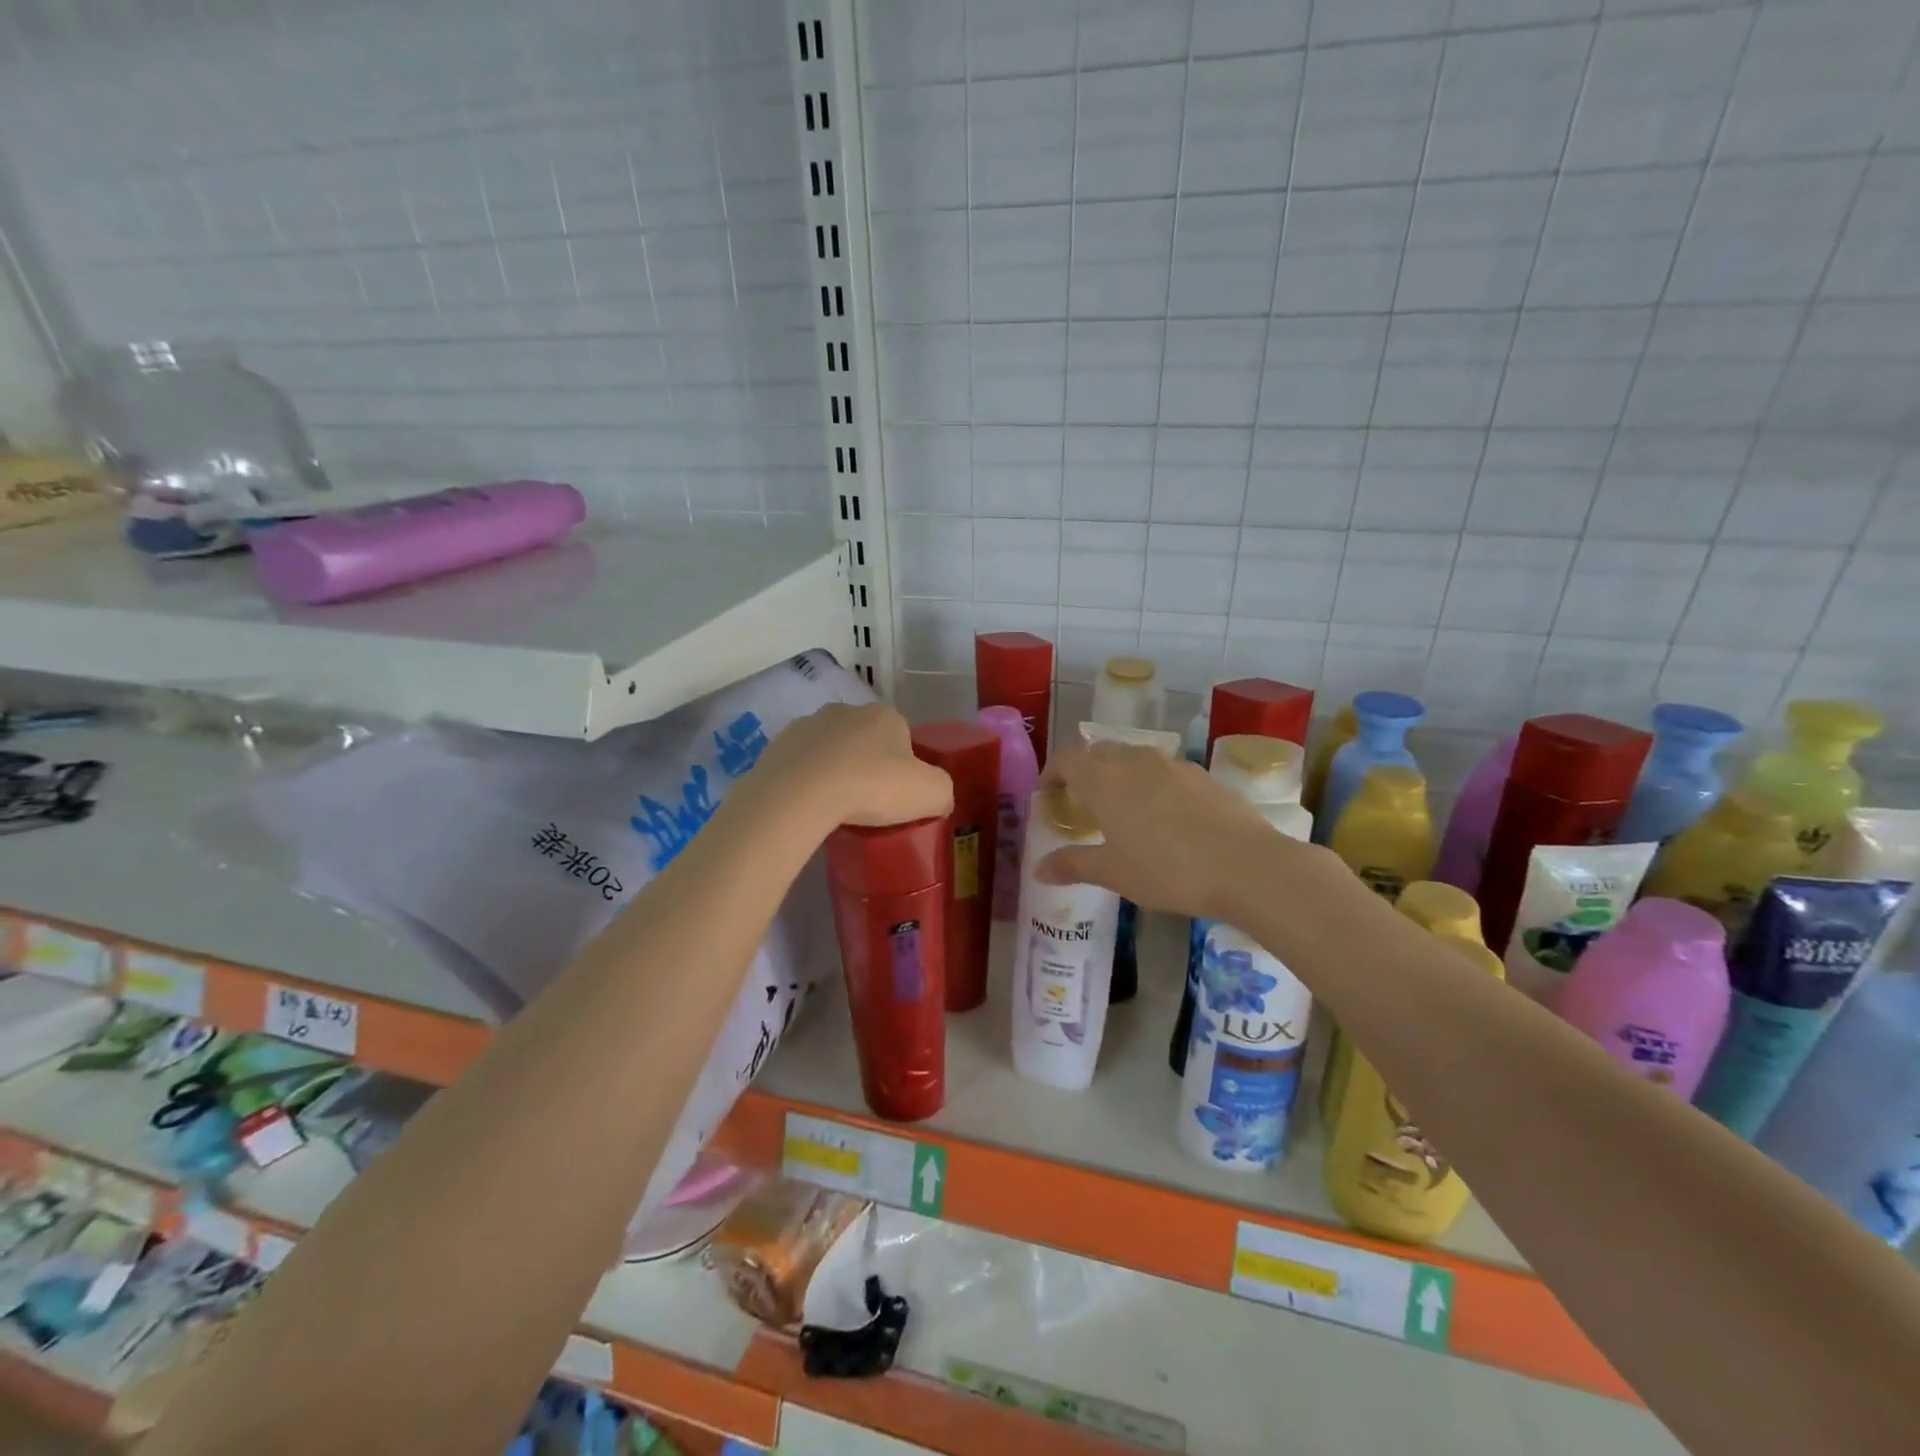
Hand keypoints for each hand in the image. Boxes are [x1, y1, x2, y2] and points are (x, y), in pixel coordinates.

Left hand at [752, 701, 952, 828]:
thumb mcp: (930, 793)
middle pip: (864, 740)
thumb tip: (938, 798)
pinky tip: (809, 806)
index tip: (898, 796)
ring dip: (834, 771)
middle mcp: (846, 711)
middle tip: (868, 803)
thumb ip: (942, 791)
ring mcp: (807, 725)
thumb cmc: (872, 786)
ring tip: (835, 808)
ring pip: (830, 750)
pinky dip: (805, 781)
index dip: (904, 767)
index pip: (903, 737)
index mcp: (885, 716)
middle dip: (867, 765)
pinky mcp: (777, 745)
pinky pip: (800, 765)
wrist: (800, 794)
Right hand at [1035, 742, 1308, 919]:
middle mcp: (1134, 760)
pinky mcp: (1202, 775)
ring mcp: (1171, 764)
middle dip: (1084, 772)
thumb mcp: (1113, 873)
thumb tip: (1039, 869)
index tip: (1049, 795)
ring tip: (1122, 810)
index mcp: (1104, 779)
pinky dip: (1151, 784)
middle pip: (1098, 752)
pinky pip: (1163, 770)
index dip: (1052, 773)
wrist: (1245, 865)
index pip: (1066, 758)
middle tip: (1082, 804)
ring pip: (1133, 757)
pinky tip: (1164, 817)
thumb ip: (1073, 865)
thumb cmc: (1166, 869)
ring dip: (1119, 775)